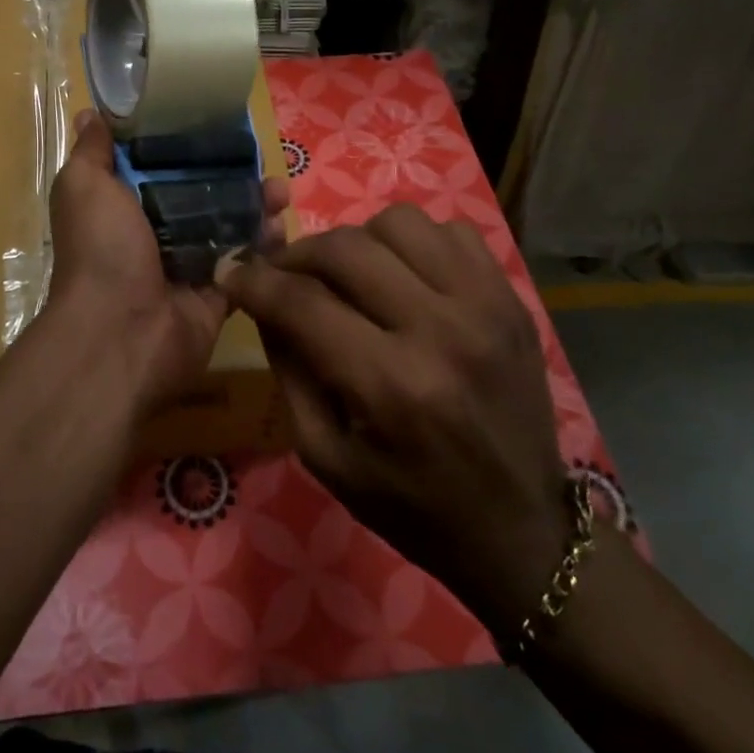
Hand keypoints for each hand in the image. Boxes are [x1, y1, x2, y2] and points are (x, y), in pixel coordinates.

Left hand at [48, 110, 287, 411]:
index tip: (216, 120)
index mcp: (123, 206)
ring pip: (228, 227)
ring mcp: (188, 265)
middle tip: (260, 158)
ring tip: (279, 193)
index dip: (185, 143)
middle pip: (201, 194)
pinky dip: (266, 248)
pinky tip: (282, 228)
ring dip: (256, 207)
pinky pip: (247, 265)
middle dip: (232, 174)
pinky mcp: (218, 294)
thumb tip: (90, 114)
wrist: (122, 333)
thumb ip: (92, 152)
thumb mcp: (84, 187)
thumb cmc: (102, 250)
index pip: (158, 166)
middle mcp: (154, 233)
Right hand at [222, 203, 567, 630]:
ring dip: (357, 242)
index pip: (302, 302)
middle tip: (283, 274)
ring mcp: (486, 306)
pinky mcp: (511, 299)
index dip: (254, 281)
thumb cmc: (411, 506)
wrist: (521, 530)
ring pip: (398, 223)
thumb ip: (289, 371)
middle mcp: (441, 331)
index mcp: (391, 385)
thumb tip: (263, 302)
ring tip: (349, 275)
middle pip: (345, 248)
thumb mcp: (326, 457)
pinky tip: (403, 276)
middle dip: (296, 255)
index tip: (232, 273)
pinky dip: (413, 243)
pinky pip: (450, 231)